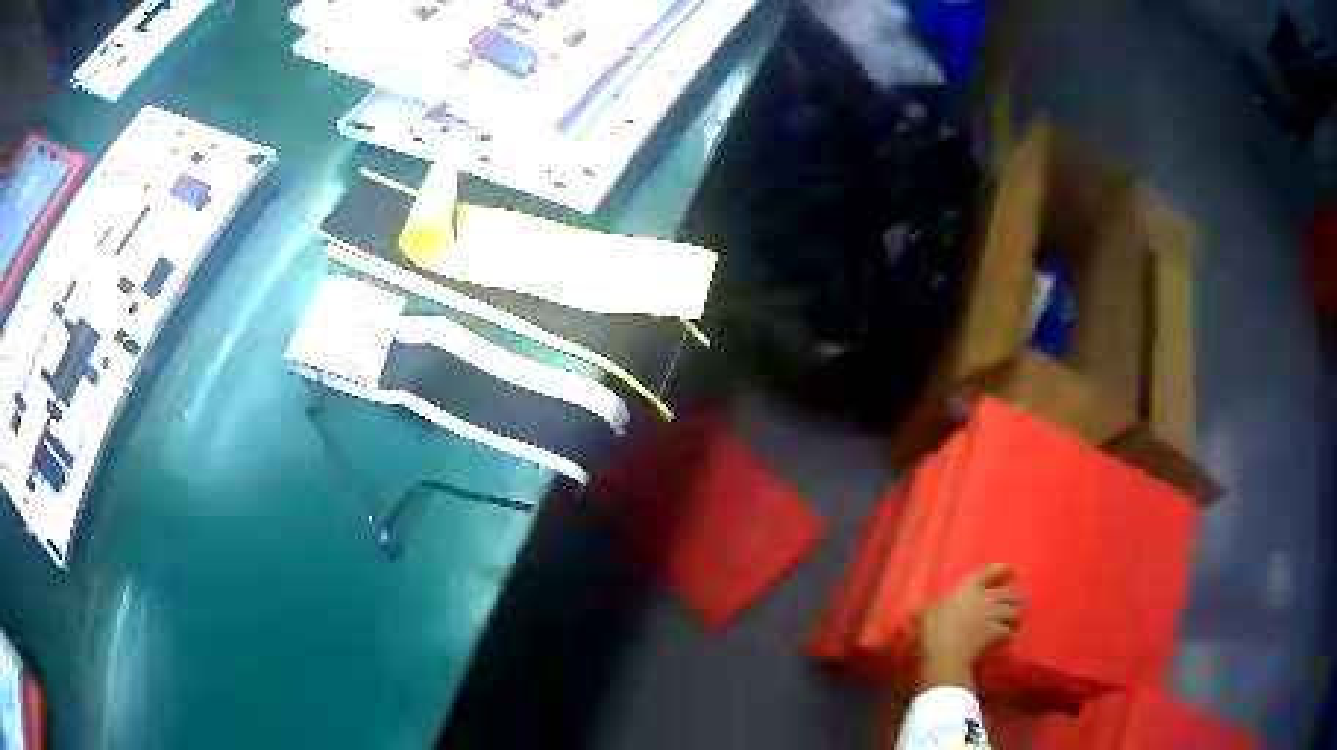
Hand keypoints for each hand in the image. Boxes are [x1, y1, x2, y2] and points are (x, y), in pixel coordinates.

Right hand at [916, 563, 1022, 691]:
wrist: (947, 651)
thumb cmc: (934, 628)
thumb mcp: (924, 615)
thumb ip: (924, 610)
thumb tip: (913, 608)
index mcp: (968, 589)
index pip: (987, 573)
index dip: (1000, 569)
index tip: (1011, 567)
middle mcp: (986, 599)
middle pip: (1008, 592)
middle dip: (1015, 596)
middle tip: (1020, 599)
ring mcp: (994, 616)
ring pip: (1014, 611)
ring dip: (1017, 614)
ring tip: (1019, 618)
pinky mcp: (997, 633)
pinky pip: (1009, 631)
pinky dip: (1011, 632)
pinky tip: (1011, 636)